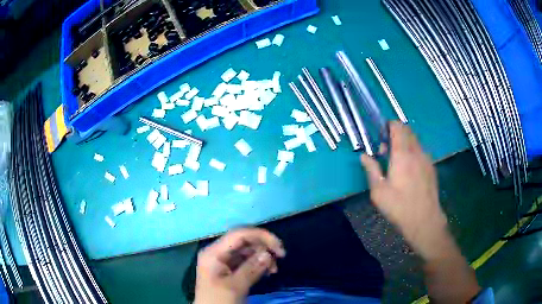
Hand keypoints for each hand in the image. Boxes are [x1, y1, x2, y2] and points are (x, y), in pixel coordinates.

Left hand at [194, 228, 285, 303]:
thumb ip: (251, 268)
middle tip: (280, 258)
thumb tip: (268, 253)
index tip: (279, 247)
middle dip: (263, 247)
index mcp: (214, 253)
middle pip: (244, 241)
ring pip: (247, 251)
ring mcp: (223, 261)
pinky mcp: (229, 270)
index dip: (261, 236)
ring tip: (274, 270)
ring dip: (263, 256)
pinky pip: (246, 261)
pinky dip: (258, 264)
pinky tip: (268, 272)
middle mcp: (218, 252)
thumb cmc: (219, 301)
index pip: (239, 234)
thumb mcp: (235, 286)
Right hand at [361, 122, 450, 259]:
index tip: (381, 135)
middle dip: (396, 134)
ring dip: (405, 144)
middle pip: (407, 131)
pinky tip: (409, 171)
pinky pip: (421, 152)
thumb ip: (371, 170)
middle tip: (386, 151)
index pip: (397, 127)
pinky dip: (413, 152)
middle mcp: (416, 151)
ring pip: (415, 141)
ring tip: (397, 162)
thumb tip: (363, 156)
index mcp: (402, 154)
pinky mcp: (431, 167)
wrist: (425, 220)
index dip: (389, 125)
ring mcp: (426, 159)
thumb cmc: (399, 207)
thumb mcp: (378, 192)